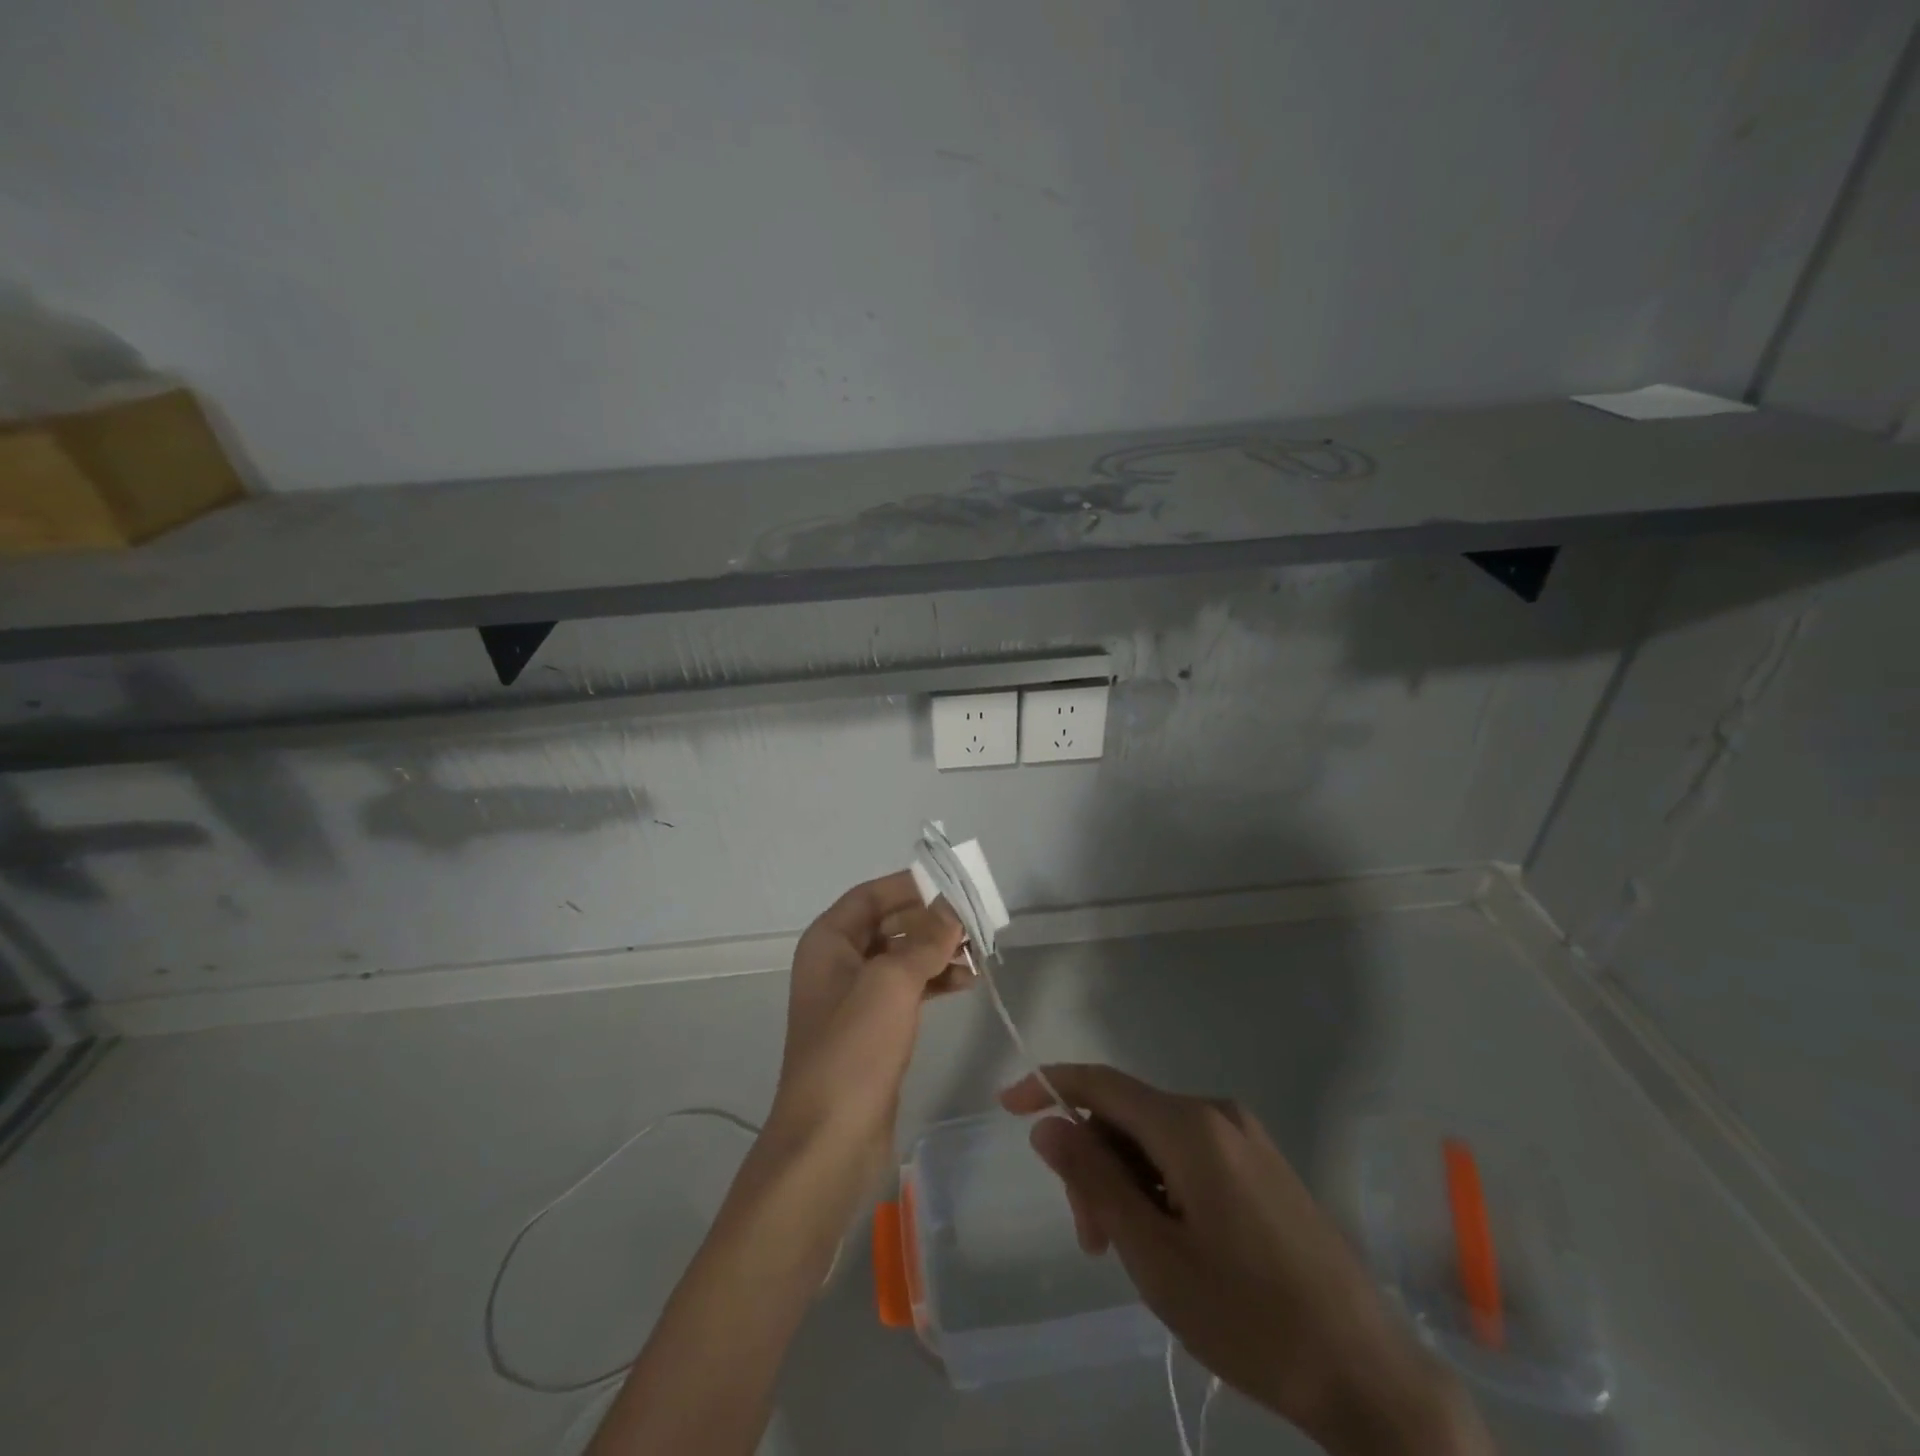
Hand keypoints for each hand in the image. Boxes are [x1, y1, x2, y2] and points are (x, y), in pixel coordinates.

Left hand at [769, 872, 965, 1170]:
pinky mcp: (873, 1030)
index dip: (910, 886)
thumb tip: (953, 906)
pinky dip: (934, 981)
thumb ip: (926, 939)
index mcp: (828, 942)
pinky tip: (966, 982)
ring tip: (979, 954)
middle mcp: (838, 963)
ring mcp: (855, 998)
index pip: (871, 895)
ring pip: (902, 958)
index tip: (953, 885)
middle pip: (889, 925)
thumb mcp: (892, 982)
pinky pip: (907, 990)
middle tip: (975, 922)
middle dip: (931, 921)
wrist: (830, 1140)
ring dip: (938, 951)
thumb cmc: (855, 1048)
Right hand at [1002, 1065, 1490, 1455]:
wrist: (1367, 1373)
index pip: (1101, 1083)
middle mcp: (1217, 1113)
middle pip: (1127, 1116)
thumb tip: (1048, 1123)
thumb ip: (1095, 1179)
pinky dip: (1159, 1187)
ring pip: (1156, 1139)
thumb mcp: (1154, 1255)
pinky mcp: (1262, 1165)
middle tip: (1091, 1240)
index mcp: (1190, 1125)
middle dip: (1094, 1164)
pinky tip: (1167, 1242)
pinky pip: (1188, 1155)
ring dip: (1126, 1182)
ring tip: (1129, 1254)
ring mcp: (1245, 1138)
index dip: (1049, 1085)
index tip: (1007, 1106)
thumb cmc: (1249, 1318)